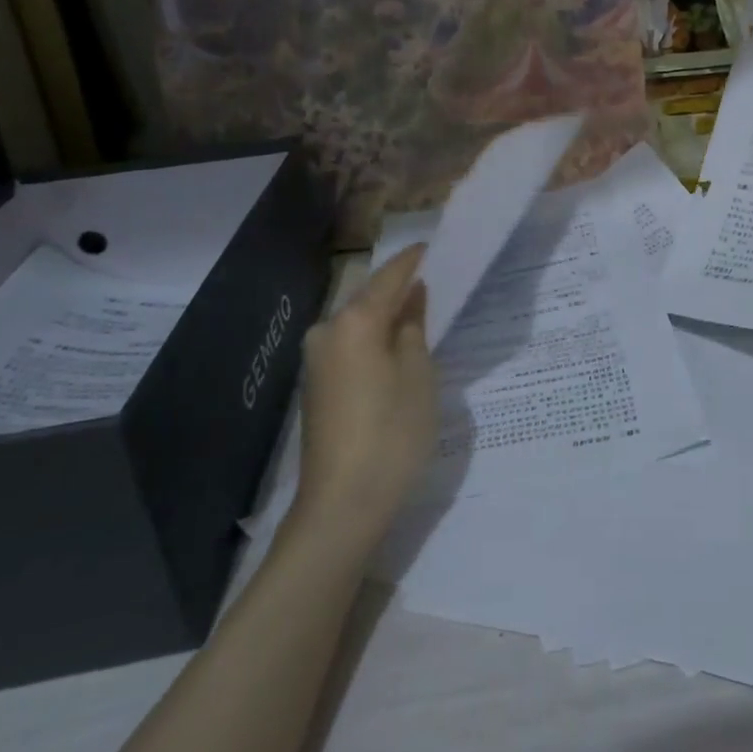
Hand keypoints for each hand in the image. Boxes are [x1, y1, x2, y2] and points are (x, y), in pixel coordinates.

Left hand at [294, 244, 436, 534]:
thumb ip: (415, 327)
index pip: (390, 276)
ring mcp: (316, 360)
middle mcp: (328, 331)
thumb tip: (412, 298)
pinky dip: (375, 339)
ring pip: (359, 323)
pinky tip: (398, 348)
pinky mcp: (316, 385)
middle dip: (401, 289)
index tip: (435, 246)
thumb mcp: (419, 375)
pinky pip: (351, 345)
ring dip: (388, 316)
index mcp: (355, 321)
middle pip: (370, 297)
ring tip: (424, 314)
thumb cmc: (392, 433)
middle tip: (436, 282)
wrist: (341, 505)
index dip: (414, 260)